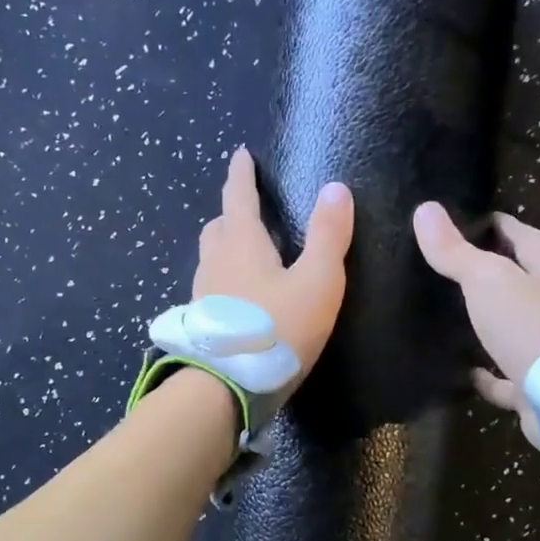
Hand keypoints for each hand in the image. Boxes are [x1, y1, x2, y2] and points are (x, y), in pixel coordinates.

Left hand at [195, 147, 353, 385]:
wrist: (229, 385)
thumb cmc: (278, 327)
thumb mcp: (317, 281)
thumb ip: (329, 236)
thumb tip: (336, 188)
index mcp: (241, 242)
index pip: (238, 196)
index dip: (241, 174)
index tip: (241, 155)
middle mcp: (215, 262)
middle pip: (218, 227)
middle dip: (232, 213)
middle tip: (247, 209)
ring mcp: (204, 294)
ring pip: (212, 258)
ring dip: (226, 246)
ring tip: (246, 253)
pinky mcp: (203, 323)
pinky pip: (213, 287)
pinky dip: (225, 279)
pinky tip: (240, 298)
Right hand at [412, 201, 539, 446]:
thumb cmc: (533, 326)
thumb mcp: (488, 280)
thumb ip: (456, 251)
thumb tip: (424, 207)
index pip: (527, 239)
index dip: (503, 226)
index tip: (477, 218)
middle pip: (527, 284)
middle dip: (500, 275)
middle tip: (460, 267)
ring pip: (518, 331)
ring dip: (494, 325)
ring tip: (457, 318)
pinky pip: (508, 379)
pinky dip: (488, 376)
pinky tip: (465, 372)